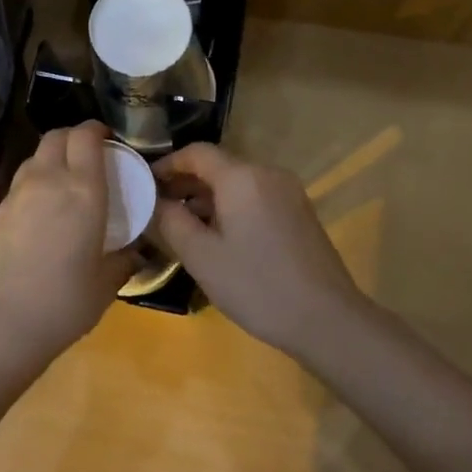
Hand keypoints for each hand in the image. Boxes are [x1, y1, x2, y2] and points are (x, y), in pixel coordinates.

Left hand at [0, 122, 135, 374]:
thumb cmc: (62, 303)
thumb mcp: (104, 285)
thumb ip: (122, 261)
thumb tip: (133, 253)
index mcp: (82, 191)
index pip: (86, 137)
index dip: (96, 130)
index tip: (108, 140)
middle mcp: (47, 181)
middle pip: (56, 136)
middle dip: (73, 137)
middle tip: (89, 155)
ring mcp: (15, 195)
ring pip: (34, 158)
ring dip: (52, 159)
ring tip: (64, 182)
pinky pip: (19, 184)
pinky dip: (34, 184)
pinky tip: (41, 212)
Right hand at [152, 143, 379, 360]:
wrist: (326, 318)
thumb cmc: (257, 285)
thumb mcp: (201, 256)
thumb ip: (171, 221)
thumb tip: (154, 200)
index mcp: (242, 177)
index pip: (196, 152)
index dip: (167, 164)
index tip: (144, 184)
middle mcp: (267, 173)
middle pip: (218, 166)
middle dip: (185, 183)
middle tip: (158, 210)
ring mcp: (288, 192)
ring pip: (237, 184)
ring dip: (207, 198)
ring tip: (182, 227)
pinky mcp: (299, 212)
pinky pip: (255, 197)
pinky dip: (231, 208)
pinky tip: (219, 238)